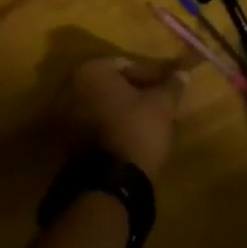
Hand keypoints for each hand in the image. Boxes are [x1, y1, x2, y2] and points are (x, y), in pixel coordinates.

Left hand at [64, 57, 185, 181]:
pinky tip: (128, 136)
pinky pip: (92, 123)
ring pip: (101, 104)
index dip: (151, 75)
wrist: (109, 182)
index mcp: (92, 70)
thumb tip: (183, 71)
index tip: (168, 88)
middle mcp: (71, 85)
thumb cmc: (136, 130)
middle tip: (158, 103)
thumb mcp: (162, 105)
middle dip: (134, 92)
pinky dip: (109, 125)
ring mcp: (63, 113)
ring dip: (121, 109)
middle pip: (111, 84)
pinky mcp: (64, 138)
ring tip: (146, 121)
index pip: (127, 65)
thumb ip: (172, 85)